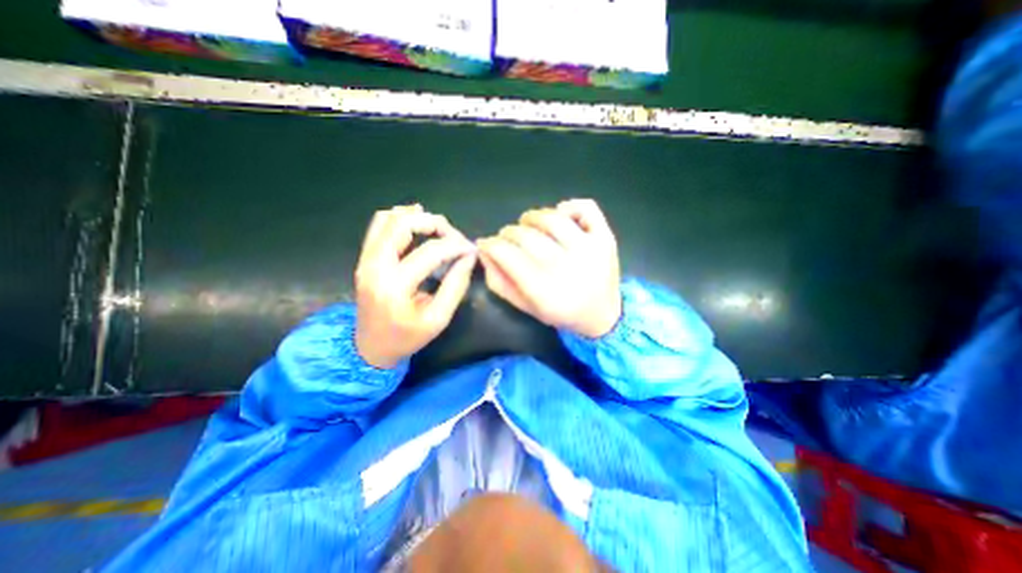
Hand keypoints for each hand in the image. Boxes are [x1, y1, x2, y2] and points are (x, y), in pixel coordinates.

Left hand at [355, 203, 477, 369]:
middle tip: (453, 235)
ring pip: (387, 219)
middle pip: (403, 225)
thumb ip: (455, 286)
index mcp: (394, 286)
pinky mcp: (364, 258)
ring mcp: (365, 260)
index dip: (455, 246)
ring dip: (416, 218)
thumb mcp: (439, 319)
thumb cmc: (407, 337)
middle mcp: (375, 266)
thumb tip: (468, 257)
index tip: (471, 249)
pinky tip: (416, 223)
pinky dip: (399, 218)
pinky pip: (378, 226)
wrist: (370, 348)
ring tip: (438, 228)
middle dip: (434, 223)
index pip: (430, 252)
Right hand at [480, 199, 621, 336]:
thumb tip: (483, 251)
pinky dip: (569, 206)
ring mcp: (588, 249)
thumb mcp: (524, 306)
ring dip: (532, 217)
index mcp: (543, 289)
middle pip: (525, 235)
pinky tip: (560, 216)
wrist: (602, 316)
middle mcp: (565, 266)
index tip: (488, 244)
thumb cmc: (559, 312)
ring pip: (551, 218)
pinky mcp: (605, 238)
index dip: (490, 244)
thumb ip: (499, 282)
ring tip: (528, 225)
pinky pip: (586, 208)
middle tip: (508, 238)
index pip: (506, 253)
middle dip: (508, 233)